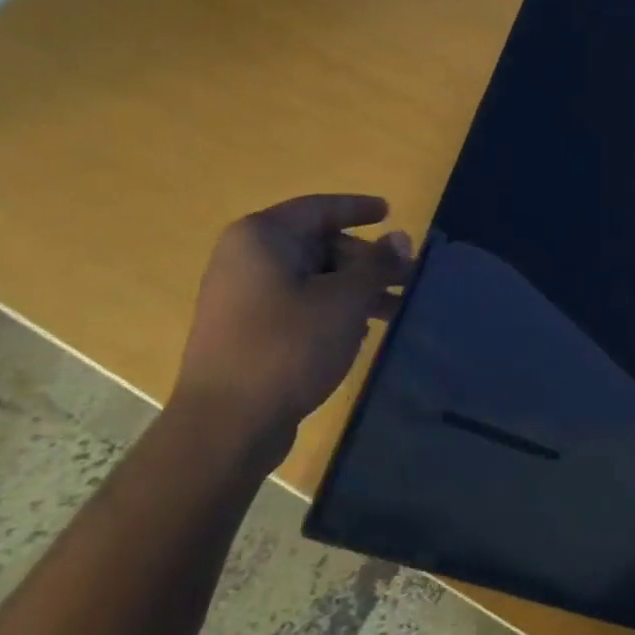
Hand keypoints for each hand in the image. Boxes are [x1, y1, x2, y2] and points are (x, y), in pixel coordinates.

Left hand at [169, 194, 410, 469]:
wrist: (226, 426)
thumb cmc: (288, 347)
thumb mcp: (344, 300)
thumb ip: (376, 264)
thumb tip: (401, 237)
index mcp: (262, 237)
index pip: (320, 208)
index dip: (359, 208)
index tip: (391, 213)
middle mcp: (247, 258)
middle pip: (319, 244)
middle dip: (366, 260)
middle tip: (408, 276)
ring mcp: (243, 296)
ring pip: (313, 278)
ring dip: (356, 289)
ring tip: (397, 308)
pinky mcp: (248, 331)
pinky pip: (299, 305)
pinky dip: (333, 311)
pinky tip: (362, 332)